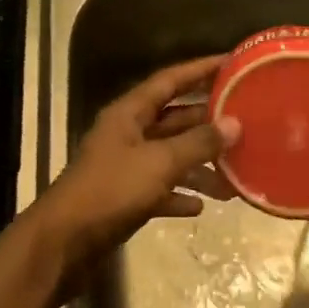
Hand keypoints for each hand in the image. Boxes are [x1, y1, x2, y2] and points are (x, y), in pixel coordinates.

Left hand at [31, 56, 237, 281]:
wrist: (63, 245)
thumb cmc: (110, 191)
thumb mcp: (159, 163)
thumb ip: (197, 143)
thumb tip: (234, 123)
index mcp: (129, 113)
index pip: (170, 80)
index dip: (200, 69)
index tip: (231, 63)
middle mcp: (127, 134)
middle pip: (173, 119)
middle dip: (207, 123)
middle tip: (245, 123)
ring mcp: (124, 167)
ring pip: (169, 157)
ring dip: (198, 166)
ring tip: (233, 177)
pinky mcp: (124, 199)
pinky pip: (159, 189)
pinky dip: (179, 194)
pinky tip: (201, 206)